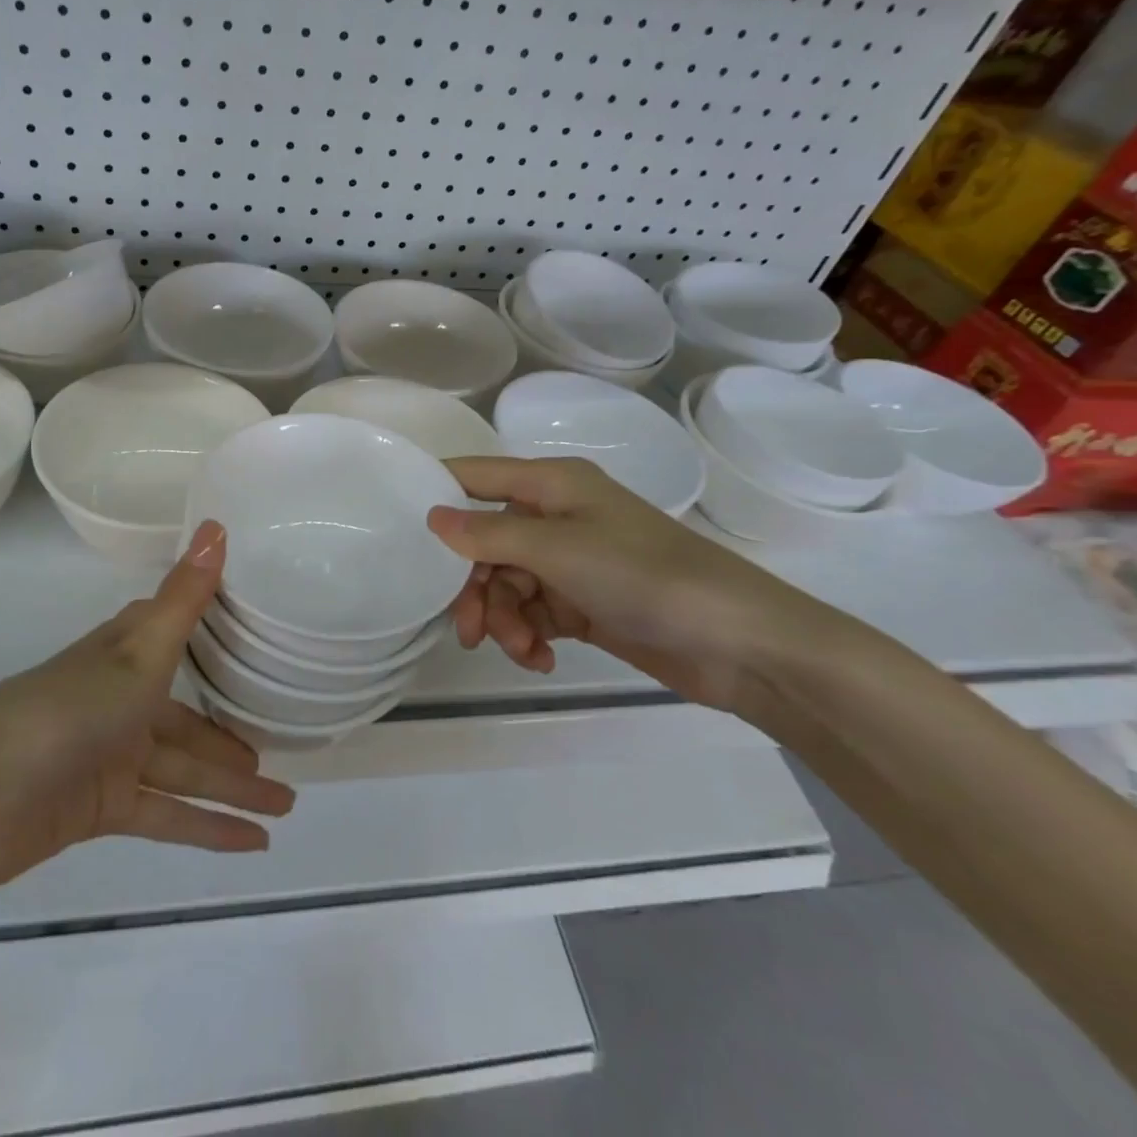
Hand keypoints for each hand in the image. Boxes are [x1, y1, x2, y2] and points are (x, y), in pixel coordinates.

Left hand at [0, 521, 295, 887]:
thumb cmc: (65, 711)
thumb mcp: (138, 653)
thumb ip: (185, 598)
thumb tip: (218, 524)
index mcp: (127, 656)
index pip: (179, 635)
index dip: (217, 636)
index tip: (261, 638)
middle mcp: (122, 700)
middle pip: (190, 719)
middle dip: (234, 738)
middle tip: (284, 753)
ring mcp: (111, 755)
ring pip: (185, 770)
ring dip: (232, 788)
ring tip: (285, 806)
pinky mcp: (102, 807)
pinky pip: (167, 814)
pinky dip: (206, 827)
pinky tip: (250, 844)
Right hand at [427, 457, 844, 715]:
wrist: (738, 643)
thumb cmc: (644, 575)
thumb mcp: (558, 550)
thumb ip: (489, 535)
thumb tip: (431, 516)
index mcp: (550, 484)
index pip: (474, 476)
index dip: (435, 495)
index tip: (398, 531)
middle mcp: (556, 515)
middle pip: (485, 542)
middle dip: (474, 586)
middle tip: (467, 631)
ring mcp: (570, 561)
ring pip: (506, 583)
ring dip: (505, 620)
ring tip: (523, 651)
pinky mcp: (584, 602)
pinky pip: (534, 612)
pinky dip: (530, 636)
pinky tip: (542, 660)